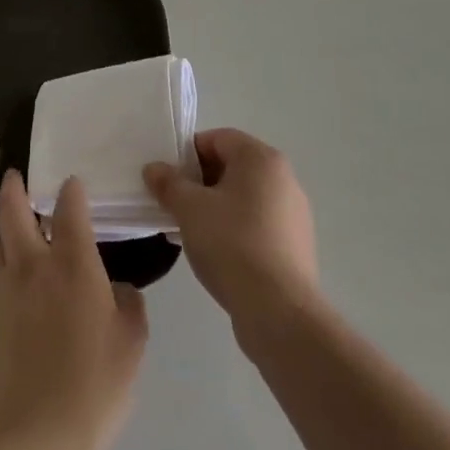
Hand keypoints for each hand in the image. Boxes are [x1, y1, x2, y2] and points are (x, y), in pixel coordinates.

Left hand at [0, 171, 148, 449]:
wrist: (39, 437)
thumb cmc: (96, 385)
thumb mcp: (132, 342)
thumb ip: (129, 303)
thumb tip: (117, 289)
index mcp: (72, 263)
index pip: (69, 208)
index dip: (71, 190)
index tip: (73, 184)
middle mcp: (32, 263)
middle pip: (13, 209)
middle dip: (15, 186)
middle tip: (17, 177)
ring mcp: (3, 287)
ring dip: (2, 221)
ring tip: (11, 221)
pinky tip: (5, 268)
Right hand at [144, 128, 317, 328]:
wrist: (278, 311)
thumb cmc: (232, 244)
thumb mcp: (189, 209)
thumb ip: (169, 183)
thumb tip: (154, 169)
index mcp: (261, 159)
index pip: (218, 139)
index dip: (188, 154)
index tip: (168, 179)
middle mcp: (283, 178)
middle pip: (232, 167)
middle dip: (199, 182)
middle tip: (175, 205)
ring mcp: (293, 213)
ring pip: (244, 198)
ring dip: (215, 207)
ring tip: (191, 232)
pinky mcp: (295, 245)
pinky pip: (257, 224)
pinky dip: (234, 230)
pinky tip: (216, 254)